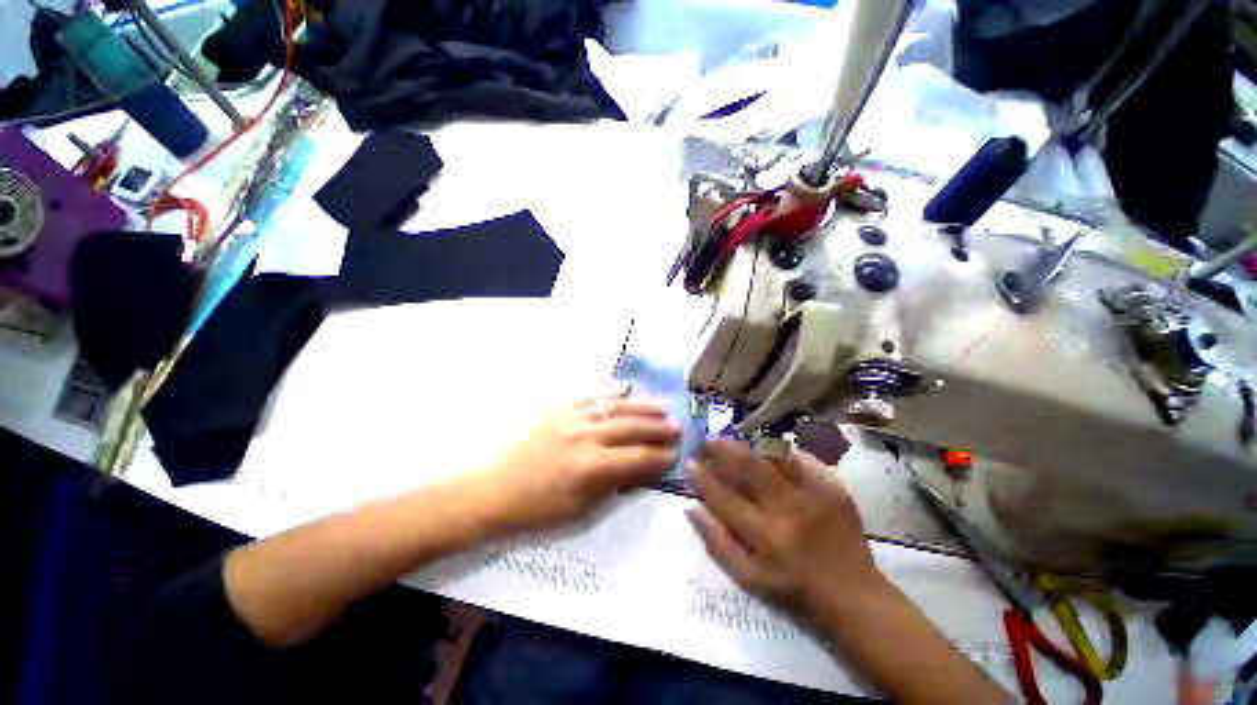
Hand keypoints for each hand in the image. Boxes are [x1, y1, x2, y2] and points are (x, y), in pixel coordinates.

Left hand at [478, 390, 680, 531]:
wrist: (498, 489)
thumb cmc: (540, 508)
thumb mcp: (582, 509)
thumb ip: (615, 485)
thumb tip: (641, 470)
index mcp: (592, 467)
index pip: (637, 458)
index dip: (659, 457)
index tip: (675, 454)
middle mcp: (586, 437)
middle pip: (631, 428)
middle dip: (657, 428)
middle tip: (676, 427)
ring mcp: (572, 418)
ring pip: (615, 407)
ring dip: (641, 406)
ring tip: (661, 407)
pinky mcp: (559, 408)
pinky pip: (590, 395)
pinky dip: (610, 390)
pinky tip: (625, 387)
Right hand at [688, 440, 883, 622]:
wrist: (854, 597)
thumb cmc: (795, 590)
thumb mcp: (749, 578)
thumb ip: (717, 543)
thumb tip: (691, 508)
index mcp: (764, 535)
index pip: (723, 496)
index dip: (703, 477)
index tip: (690, 463)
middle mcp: (787, 509)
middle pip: (749, 466)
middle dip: (723, 449)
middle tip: (709, 440)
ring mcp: (814, 495)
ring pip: (775, 455)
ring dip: (750, 443)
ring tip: (734, 438)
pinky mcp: (834, 488)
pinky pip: (803, 458)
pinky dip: (781, 450)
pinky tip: (768, 447)